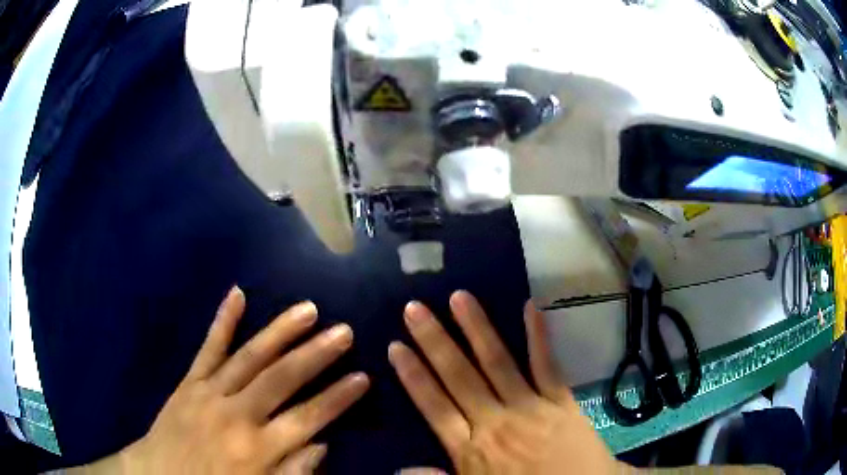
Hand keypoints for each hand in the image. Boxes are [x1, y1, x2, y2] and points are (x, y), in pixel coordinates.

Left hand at [83, 287, 368, 473]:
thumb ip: (292, 472)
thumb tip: (321, 443)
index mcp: (257, 448)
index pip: (307, 418)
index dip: (338, 398)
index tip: (364, 377)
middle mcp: (236, 415)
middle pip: (281, 378)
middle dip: (316, 354)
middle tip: (344, 331)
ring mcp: (209, 392)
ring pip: (249, 355)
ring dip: (280, 331)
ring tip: (307, 308)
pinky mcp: (189, 381)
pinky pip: (208, 347)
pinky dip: (223, 320)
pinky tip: (237, 293)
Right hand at [389, 291, 621, 474]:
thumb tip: (401, 468)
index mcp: (472, 450)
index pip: (434, 407)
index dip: (413, 377)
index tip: (396, 347)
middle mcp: (495, 423)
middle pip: (460, 377)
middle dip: (435, 341)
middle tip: (415, 308)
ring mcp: (530, 408)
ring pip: (498, 363)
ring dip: (477, 329)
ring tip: (459, 297)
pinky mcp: (561, 402)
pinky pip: (547, 366)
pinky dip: (539, 337)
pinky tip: (531, 307)